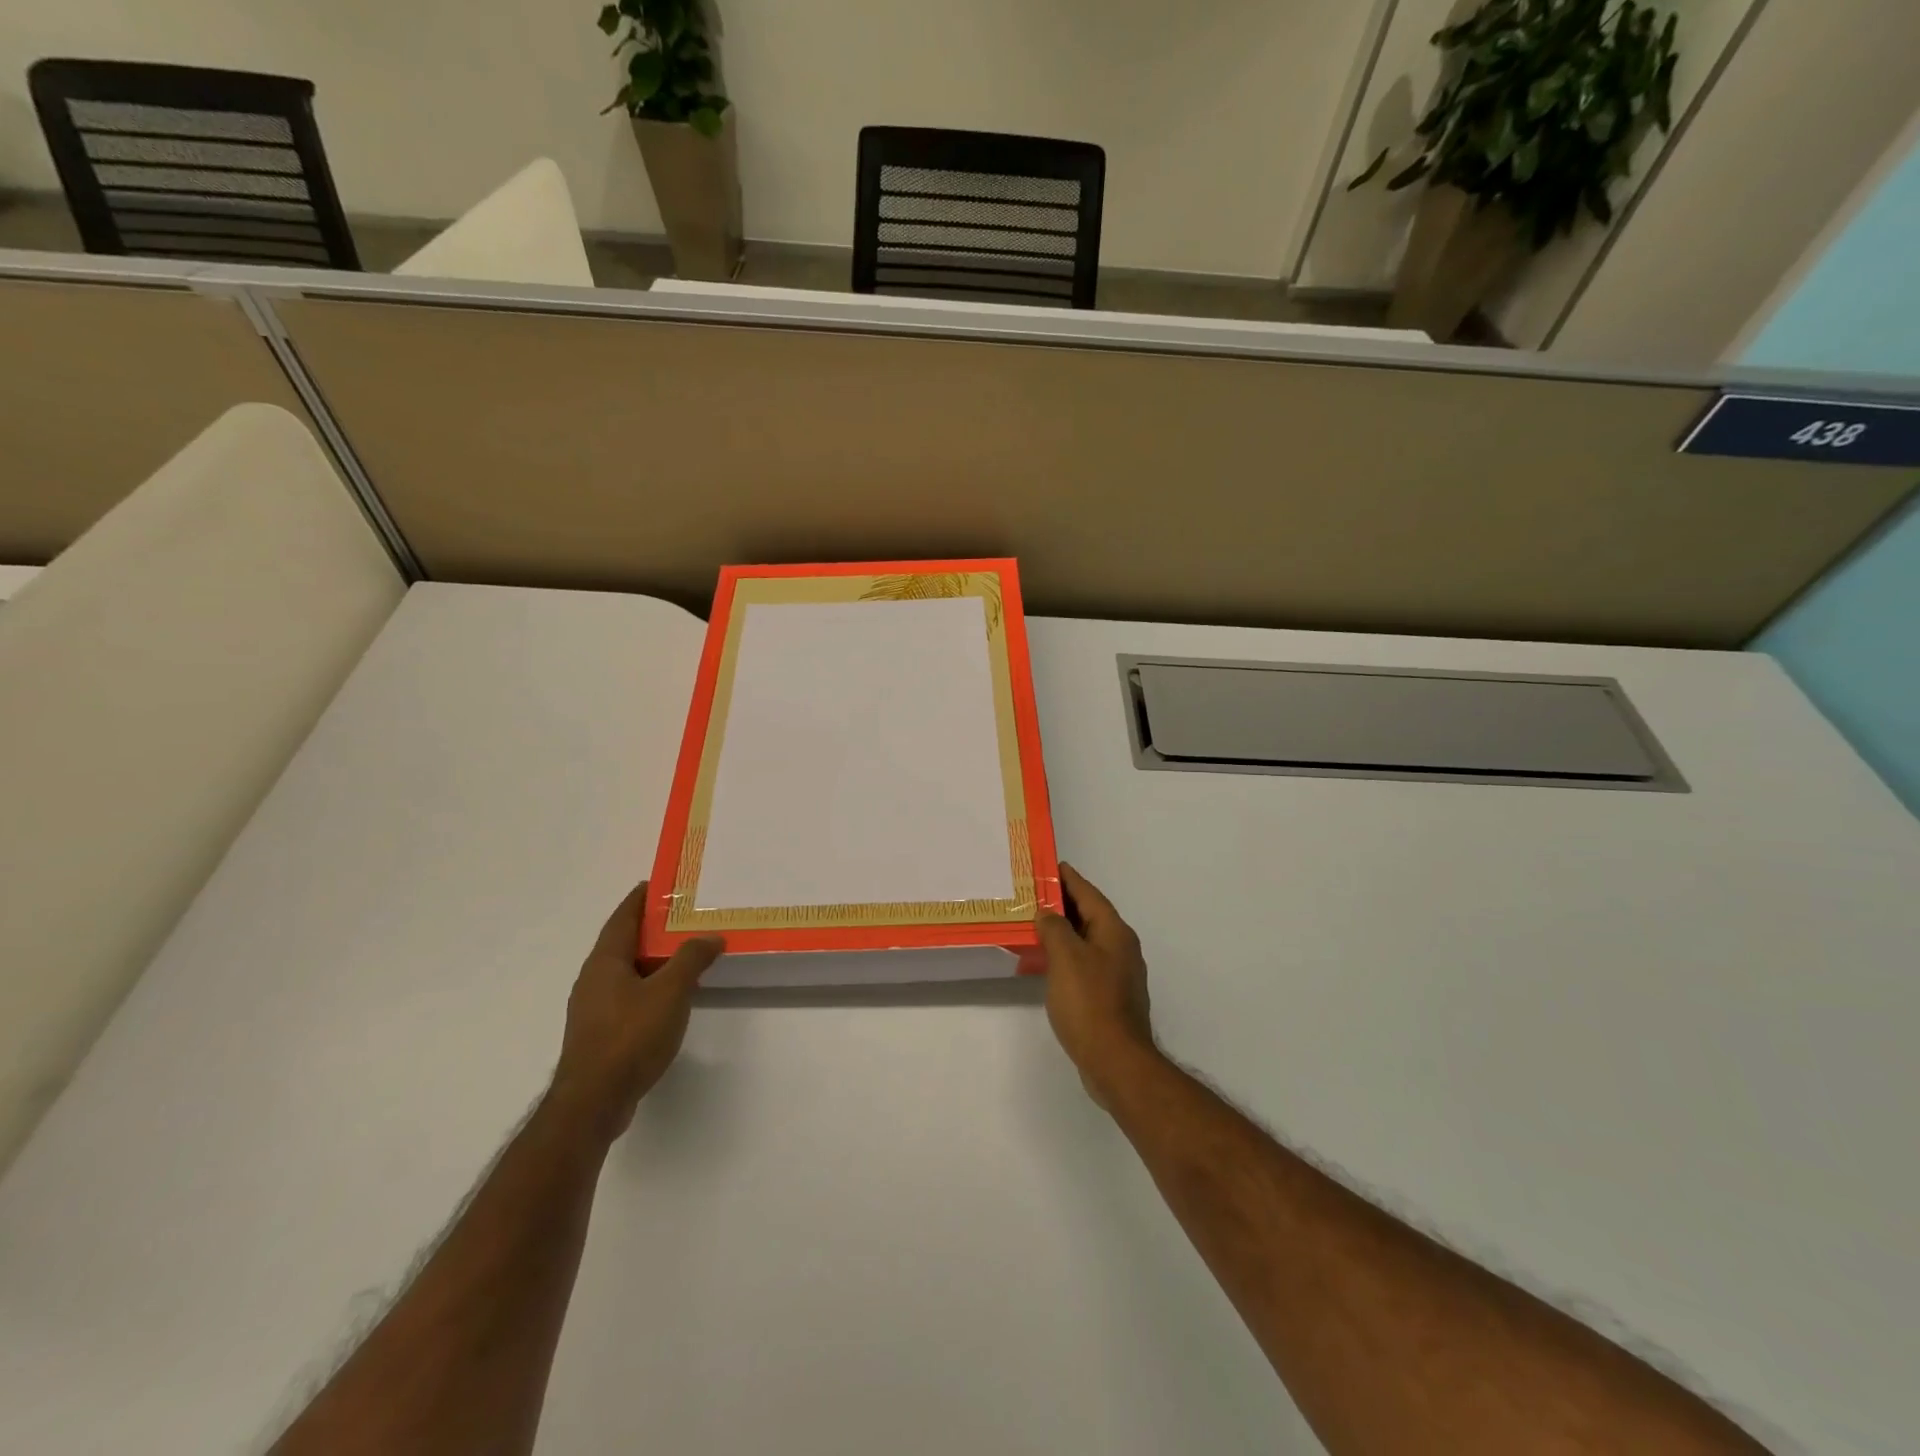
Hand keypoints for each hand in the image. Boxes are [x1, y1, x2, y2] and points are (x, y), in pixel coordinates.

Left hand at [551, 882, 722, 1141]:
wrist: (593, 1102)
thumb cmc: (630, 1036)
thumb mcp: (670, 991)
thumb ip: (691, 959)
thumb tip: (711, 936)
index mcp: (605, 961)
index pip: (623, 918)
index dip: (640, 899)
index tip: (659, 884)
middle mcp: (593, 979)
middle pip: (623, 943)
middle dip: (650, 929)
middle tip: (683, 917)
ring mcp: (594, 1009)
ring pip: (625, 972)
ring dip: (651, 959)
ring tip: (684, 953)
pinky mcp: (600, 1034)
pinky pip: (627, 996)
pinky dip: (648, 986)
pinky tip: (669, 997)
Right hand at [1034, 863, 1158, 1106]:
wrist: (1116, 1061)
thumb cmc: (1089, 1002)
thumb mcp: (1065, 957)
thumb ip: (1054, 927)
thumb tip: (1048, 912)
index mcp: (1114, 932)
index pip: (1089, 894)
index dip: (1068, 879)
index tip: (1050, 866)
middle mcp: (1121, 947)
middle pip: (1089, 916)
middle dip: (1062, 904)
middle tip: (1033, 895)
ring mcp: (1118, 974)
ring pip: (1087, 941)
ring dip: (1063, 932)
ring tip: (1034, 927)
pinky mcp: (1110, 997)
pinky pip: (1085, 964)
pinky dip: (1066, 957)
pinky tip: (1047, 965)